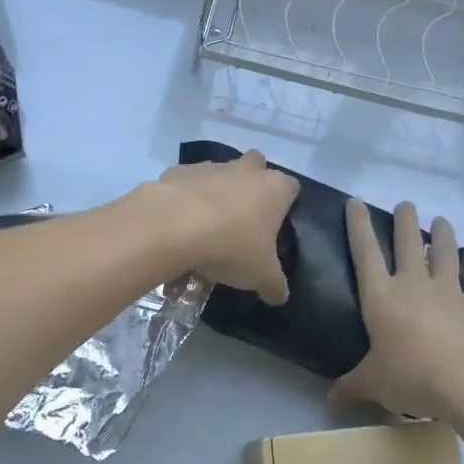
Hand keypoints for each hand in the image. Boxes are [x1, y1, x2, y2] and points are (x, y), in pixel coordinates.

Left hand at [148, 150, 298, 303]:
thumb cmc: (230, 247)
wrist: (172, 227)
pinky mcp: (178, 172)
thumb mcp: (260, 276)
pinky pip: (186, 186)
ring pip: (218, 176)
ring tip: (202, 234)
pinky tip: (176, 230)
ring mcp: (210, 167)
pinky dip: (183, 202)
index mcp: (274, 188)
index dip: (284, 205)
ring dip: (214, 196)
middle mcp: (245, 169)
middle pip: (255, 168)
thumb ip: (274, 285)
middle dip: (249, 188)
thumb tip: (280, 296)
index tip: (273, 228)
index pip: (291, 188)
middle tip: (240, 222)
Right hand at [331, 198, 463, 419]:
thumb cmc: (411, 375)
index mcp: (381, 296)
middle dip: (405, 219)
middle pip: (408, 241)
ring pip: (446, 253)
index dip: (358, 224)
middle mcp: (414, 284)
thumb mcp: (373, 384)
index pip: (364, 251)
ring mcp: (449, 291)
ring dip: (444, 235)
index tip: (356, 201)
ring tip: (443, 221)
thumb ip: (352, 387)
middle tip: (407, 204)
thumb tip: (331, 400)